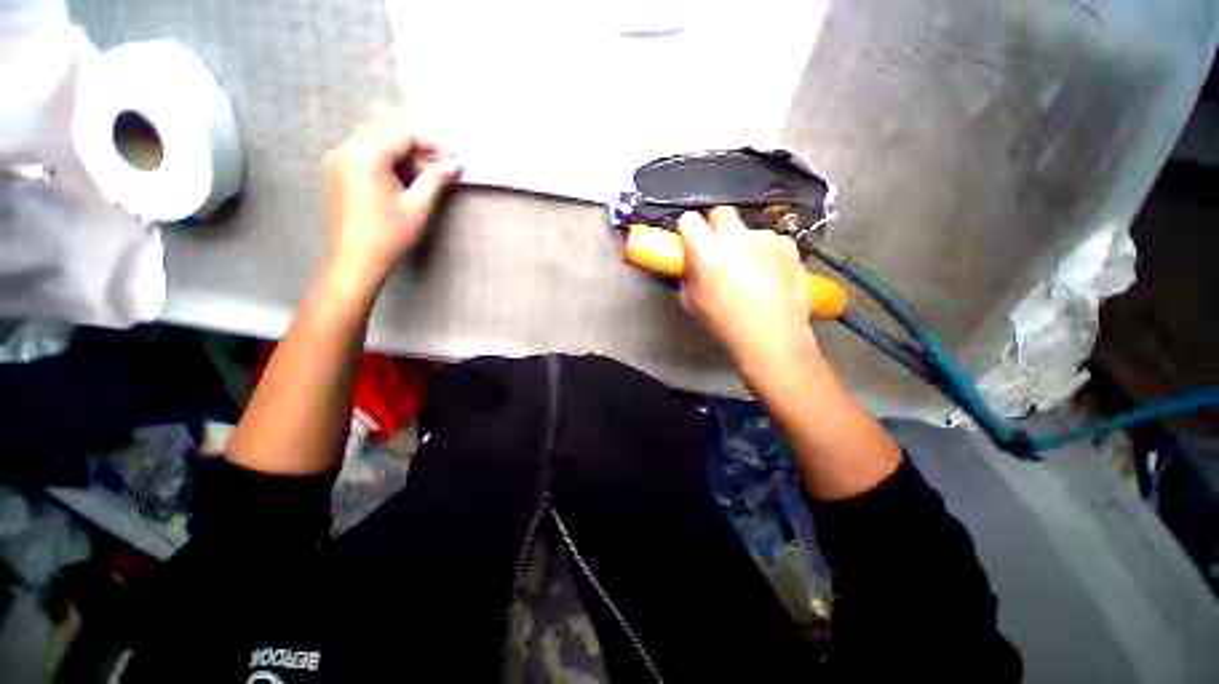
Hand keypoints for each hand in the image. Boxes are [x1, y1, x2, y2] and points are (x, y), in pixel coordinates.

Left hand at [321, 122, 461, 293]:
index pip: (401, 135)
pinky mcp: (335, 173)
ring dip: (397, 152)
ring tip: (418, 175)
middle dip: (412, 146)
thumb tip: (455, 164)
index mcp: (366, 156)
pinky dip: (381, 158)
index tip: (448, 158)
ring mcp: (337, 161)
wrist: (356, 260)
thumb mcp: (418, 207)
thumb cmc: (389, 235)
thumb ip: (436, 180)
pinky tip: (396, 178)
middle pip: (384, 133)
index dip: (428, 143)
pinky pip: (360, 153)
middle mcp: (347, 150)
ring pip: (371, 141)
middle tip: (434, 168)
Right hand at [677, 206, 820, 378]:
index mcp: (705, 249)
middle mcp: (734, 235)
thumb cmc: (723, 322)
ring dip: (744, 243)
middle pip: (721, 213)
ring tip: (750, 271)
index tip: (691, 243)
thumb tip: (689, 266)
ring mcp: (764, 238)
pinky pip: (771, 241)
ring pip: (748, 230)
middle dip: (716, 227)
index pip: (688, 219)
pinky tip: (770, 274)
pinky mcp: (788, 245)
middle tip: (719, 251)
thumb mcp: (691, 303)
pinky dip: (767, 252)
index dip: (687, 230)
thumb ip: (687, 277)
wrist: (770, 336)